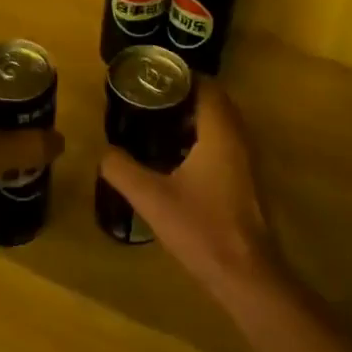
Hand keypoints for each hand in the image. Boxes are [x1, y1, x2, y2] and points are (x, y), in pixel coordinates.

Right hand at [100, 84, 279, 290]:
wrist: (246, 275)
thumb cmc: (202, 229)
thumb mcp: (152, 198)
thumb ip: (122, 170)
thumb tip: (103, 151)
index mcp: (221, 131)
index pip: (206, 85)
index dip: (180, 76)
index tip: (151, 78)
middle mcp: (239, 137)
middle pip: (214, 101)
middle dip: (183, 96)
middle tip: (149, 99)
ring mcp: (247, 160)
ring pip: (221, 124)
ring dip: (193, 118)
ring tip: (156, 123)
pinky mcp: (247, 180)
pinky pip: (225, 143)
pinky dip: (202, 139)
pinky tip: (176, 158)